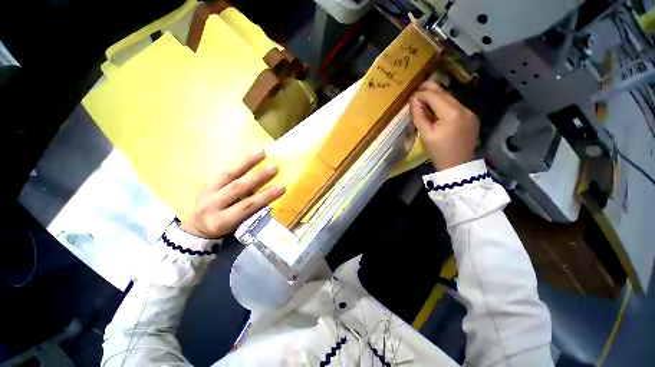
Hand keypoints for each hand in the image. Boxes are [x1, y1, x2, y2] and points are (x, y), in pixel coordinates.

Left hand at [181, 151, 284, 238]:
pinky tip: (251, 154)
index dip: (264, 196)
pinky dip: (240, 162)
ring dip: (247, 163)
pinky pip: (225, 171)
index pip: (246, 207)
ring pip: (228, 175)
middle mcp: (211, 205)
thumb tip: (268, 196)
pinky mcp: (207, 183)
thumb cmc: (225, 228)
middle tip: (273, 168)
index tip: (281, 188)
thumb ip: (251, 211)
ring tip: (261, 153)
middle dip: (257, 177)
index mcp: (221, 220)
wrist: (198, 226)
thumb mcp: (237, 225)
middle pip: (236, 188)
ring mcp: (207, 192)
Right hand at [410, 80, 478, 170]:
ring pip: (451, 98)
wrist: (457, 166)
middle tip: (417, 90)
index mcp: (451, 114)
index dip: (421, 93)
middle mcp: (464, 109)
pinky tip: (437, 109)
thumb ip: (419, 116)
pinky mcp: (472, 117)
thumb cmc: (438, 152)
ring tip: (424, 100)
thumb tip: (414, 101)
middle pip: (444, 93)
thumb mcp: (426, 135)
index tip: (411, 96)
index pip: (434, 96)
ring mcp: (470, 112)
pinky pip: (456, 106)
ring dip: (437, 97)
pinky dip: (445, 105)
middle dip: (430, 90)